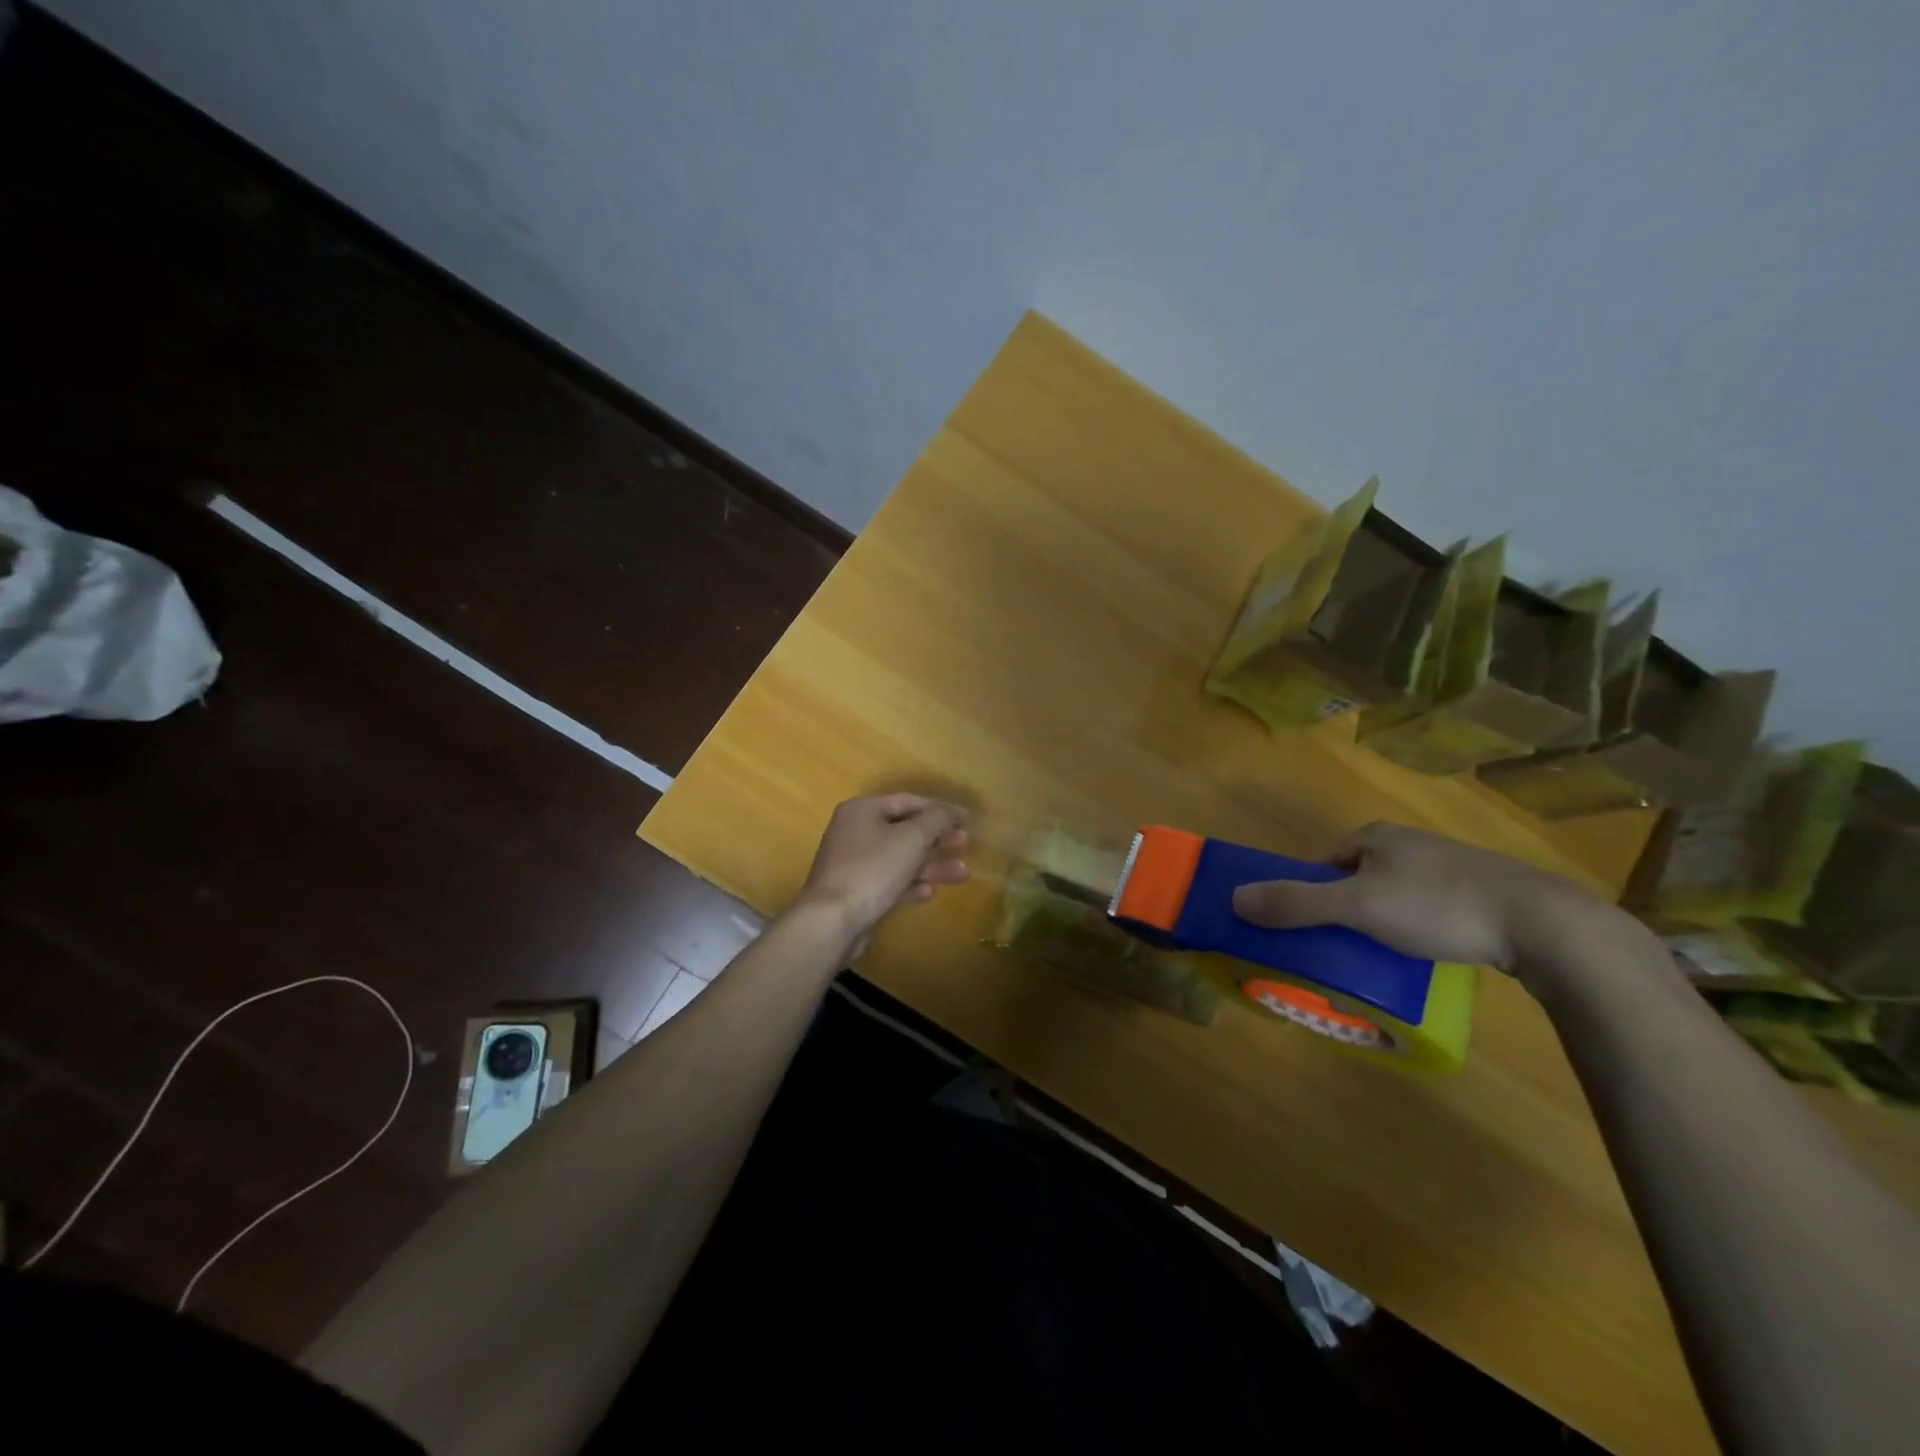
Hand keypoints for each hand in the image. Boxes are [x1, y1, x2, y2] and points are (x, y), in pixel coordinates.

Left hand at [794, 794, 969, 939]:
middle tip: (964, 843)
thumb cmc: (873, 869)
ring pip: (900, 859)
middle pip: (904, 830)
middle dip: (937, 838)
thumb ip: (937, 819)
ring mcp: (854, 863)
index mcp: (863, 810)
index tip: (966, 819)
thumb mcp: (912, 837)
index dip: (940, 808)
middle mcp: (855, 831)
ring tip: (962, 874)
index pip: (908, 801)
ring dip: (931, 865)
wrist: (832, 920)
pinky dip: (910, 885)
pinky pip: (889, 882)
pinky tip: (930, 893)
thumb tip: (953, 810)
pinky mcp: (856, 892)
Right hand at [1229, 821, 1624, 985]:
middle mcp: (1410, 842)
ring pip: (1397, 892)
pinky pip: (1433, 907)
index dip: (1312, 892)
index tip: (1311, 927)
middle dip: (1348, 907)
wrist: (1544, 923)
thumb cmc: (1438, 905)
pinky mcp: (1485, 891)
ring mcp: (1451, 865)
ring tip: (1386, 955)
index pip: (1325, 861)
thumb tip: (1235, 898)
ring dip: (1385, 919)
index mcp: (1376, 836)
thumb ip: (1296, 903)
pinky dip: (1422, 927)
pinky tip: (1431, 952)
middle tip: (1345, 945)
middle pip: (1359, 876)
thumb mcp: (1356, 907)